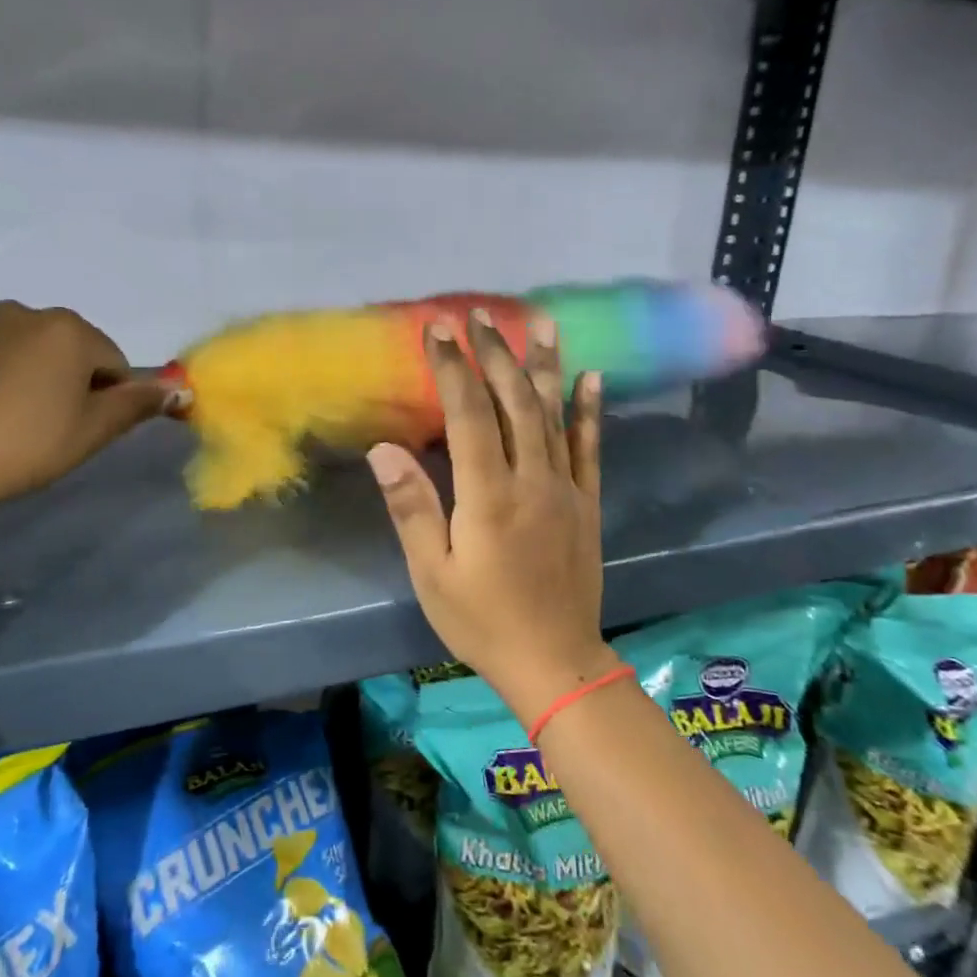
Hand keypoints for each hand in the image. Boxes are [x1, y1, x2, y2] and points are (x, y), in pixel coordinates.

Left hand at [0, 301, 173, 524]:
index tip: (84, 429)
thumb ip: (137, 404)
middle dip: (65, 382)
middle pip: (64, 350)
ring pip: (16, 353)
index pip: (112, 362)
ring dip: (22, 380)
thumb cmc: (23, 445)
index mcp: (66, 330)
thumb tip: (179, 388)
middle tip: (47, 430)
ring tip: (2, 428)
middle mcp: (19, 315)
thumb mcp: (91, 431)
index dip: (107, 397)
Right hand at [368, 308, 619, 721]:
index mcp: (488, 495)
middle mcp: (532, 479)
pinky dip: (590, 409)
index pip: (469, 413)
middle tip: (479, 315)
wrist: (555, 661)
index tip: (438, 330)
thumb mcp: (432, 573)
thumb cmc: (481, 621)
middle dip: (495, 353)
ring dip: (545, 365)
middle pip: (514, 401)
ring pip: (554, 414)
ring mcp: (566, 488)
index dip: (453, 367)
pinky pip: (590, 447)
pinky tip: (591, 377)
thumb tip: (385, 448)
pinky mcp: (587, 503)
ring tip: (540, 322)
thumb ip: (412, 507)